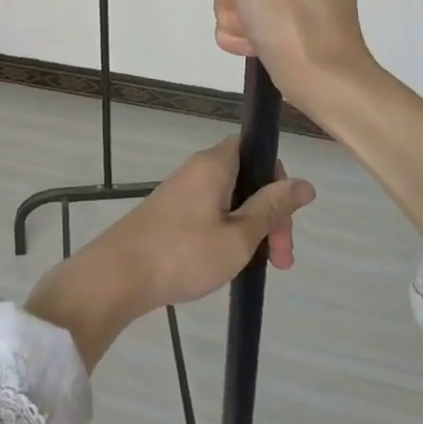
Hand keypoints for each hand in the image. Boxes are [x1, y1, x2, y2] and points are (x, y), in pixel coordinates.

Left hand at [24, 137, 314, 368]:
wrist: (118, 275)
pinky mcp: (170, 215)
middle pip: (246, 178)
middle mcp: (197, 170)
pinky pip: (210, 214)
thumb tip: (304, 183)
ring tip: (258, 268)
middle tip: (281, 260)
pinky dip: (227, 234)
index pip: (255, 148)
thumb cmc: (183, 253)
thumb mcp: (239, 236)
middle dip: (269, 214)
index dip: (277, 177)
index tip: (286, 217)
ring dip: (250, 229)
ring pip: (230, 201)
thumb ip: (272, 209)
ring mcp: (181, 193)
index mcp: (214, 164)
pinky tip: (229, 264)